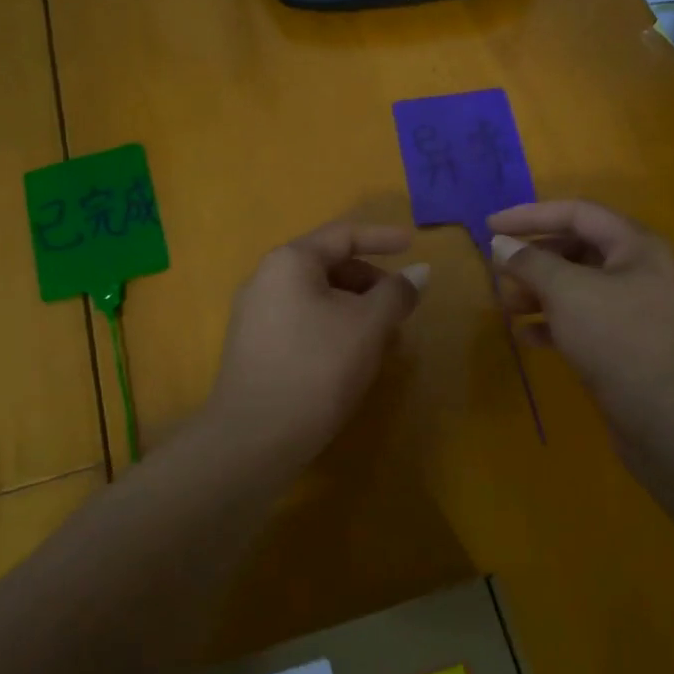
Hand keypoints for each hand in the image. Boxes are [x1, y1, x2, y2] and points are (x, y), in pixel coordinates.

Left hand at [204, 221, 428, 467]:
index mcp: (289, 262)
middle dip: (370, 282)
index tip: (413, 245)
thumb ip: (396, 293)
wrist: (253, 438)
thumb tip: (420, 272)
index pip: (343, 235)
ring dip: (356, 310)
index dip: (382, 238)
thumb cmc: (317, 368)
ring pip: (317, 298)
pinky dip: (334, 328)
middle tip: (401, 306)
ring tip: (385, 340)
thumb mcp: (367, 326)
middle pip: (328, 266)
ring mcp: (255, 315)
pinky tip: (353, 359)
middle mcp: (266, 279)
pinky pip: (303, 322)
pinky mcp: (255, 348)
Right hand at [488, 200, 673, 451]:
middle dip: (534, 259)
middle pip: (576, 249)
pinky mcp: (623, 342)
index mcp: (635, 246)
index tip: (491, 226)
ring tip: (507, 307)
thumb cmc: (617, 339)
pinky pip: (581, 320)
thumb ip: (531, 263)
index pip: (577, 213)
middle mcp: (637, 270)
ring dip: (538, 293)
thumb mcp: (567, 292)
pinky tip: (526, 337)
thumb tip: (501, 244)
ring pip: (576, 287)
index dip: (531, 216)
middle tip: (497, 271)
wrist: (666, 417)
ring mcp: (632, 309)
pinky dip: (552, 323)